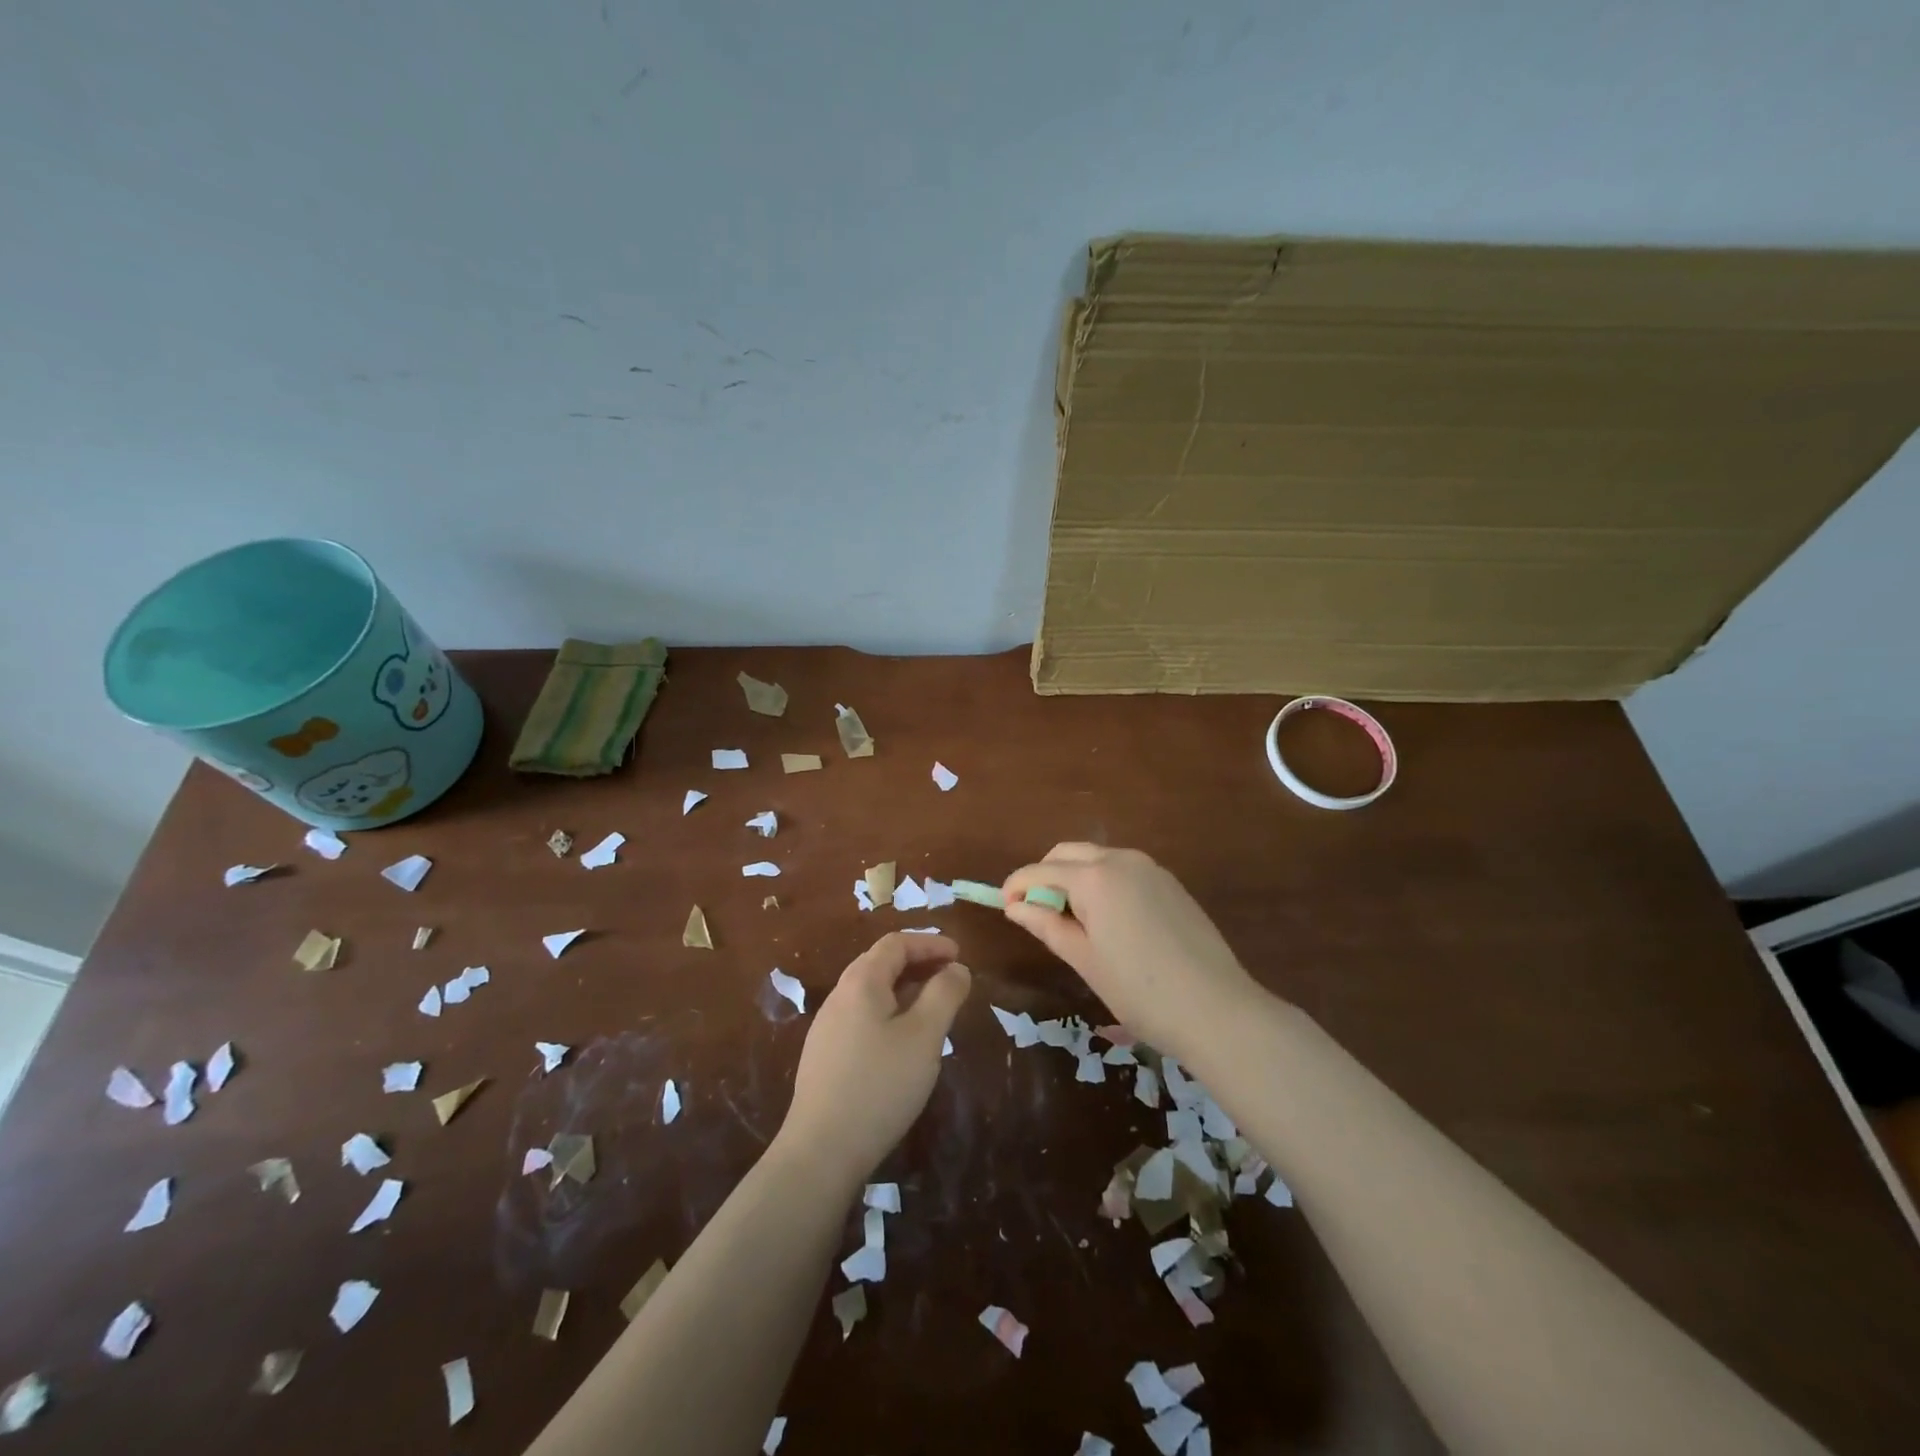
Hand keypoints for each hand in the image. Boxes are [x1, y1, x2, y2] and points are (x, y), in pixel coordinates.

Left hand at [775, 933, 970, 1187]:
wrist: (821, 1150)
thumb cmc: (880, 1084)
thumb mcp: (924, 1036)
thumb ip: (945, 994)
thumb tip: (956, 969)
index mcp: (861, 982)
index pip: (896, 943)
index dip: (930, 943)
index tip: (959, 955)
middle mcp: (839, 996)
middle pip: (880, 963)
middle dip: (918, 963)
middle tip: (950, 977)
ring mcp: (827, 1027)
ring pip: (871, 993)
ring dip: (905, 989)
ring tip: (933, 1008)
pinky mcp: (825, 1056)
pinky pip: (862, 1017)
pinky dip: (890, 1012)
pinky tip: (903, 1042)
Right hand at [1002, 845, 1258, 1059]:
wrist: (1216, 1009)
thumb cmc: (1140, 991)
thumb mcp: (1084, 959)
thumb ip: (1047, 925)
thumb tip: (1014, 906)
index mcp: (1095, 877)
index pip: (1041, 870)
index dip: (1017, 885)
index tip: (1004, 906)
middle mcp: (1122, 859)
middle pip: (1069, 854)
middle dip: (1046, 875)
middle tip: (1036, 912)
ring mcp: (1151, 868)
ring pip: (1098, 859)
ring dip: (1075, 877)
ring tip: (1072, 920)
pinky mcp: (1171, 883)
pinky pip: (1124, 870)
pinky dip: (1104, 883)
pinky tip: (1108, 920)